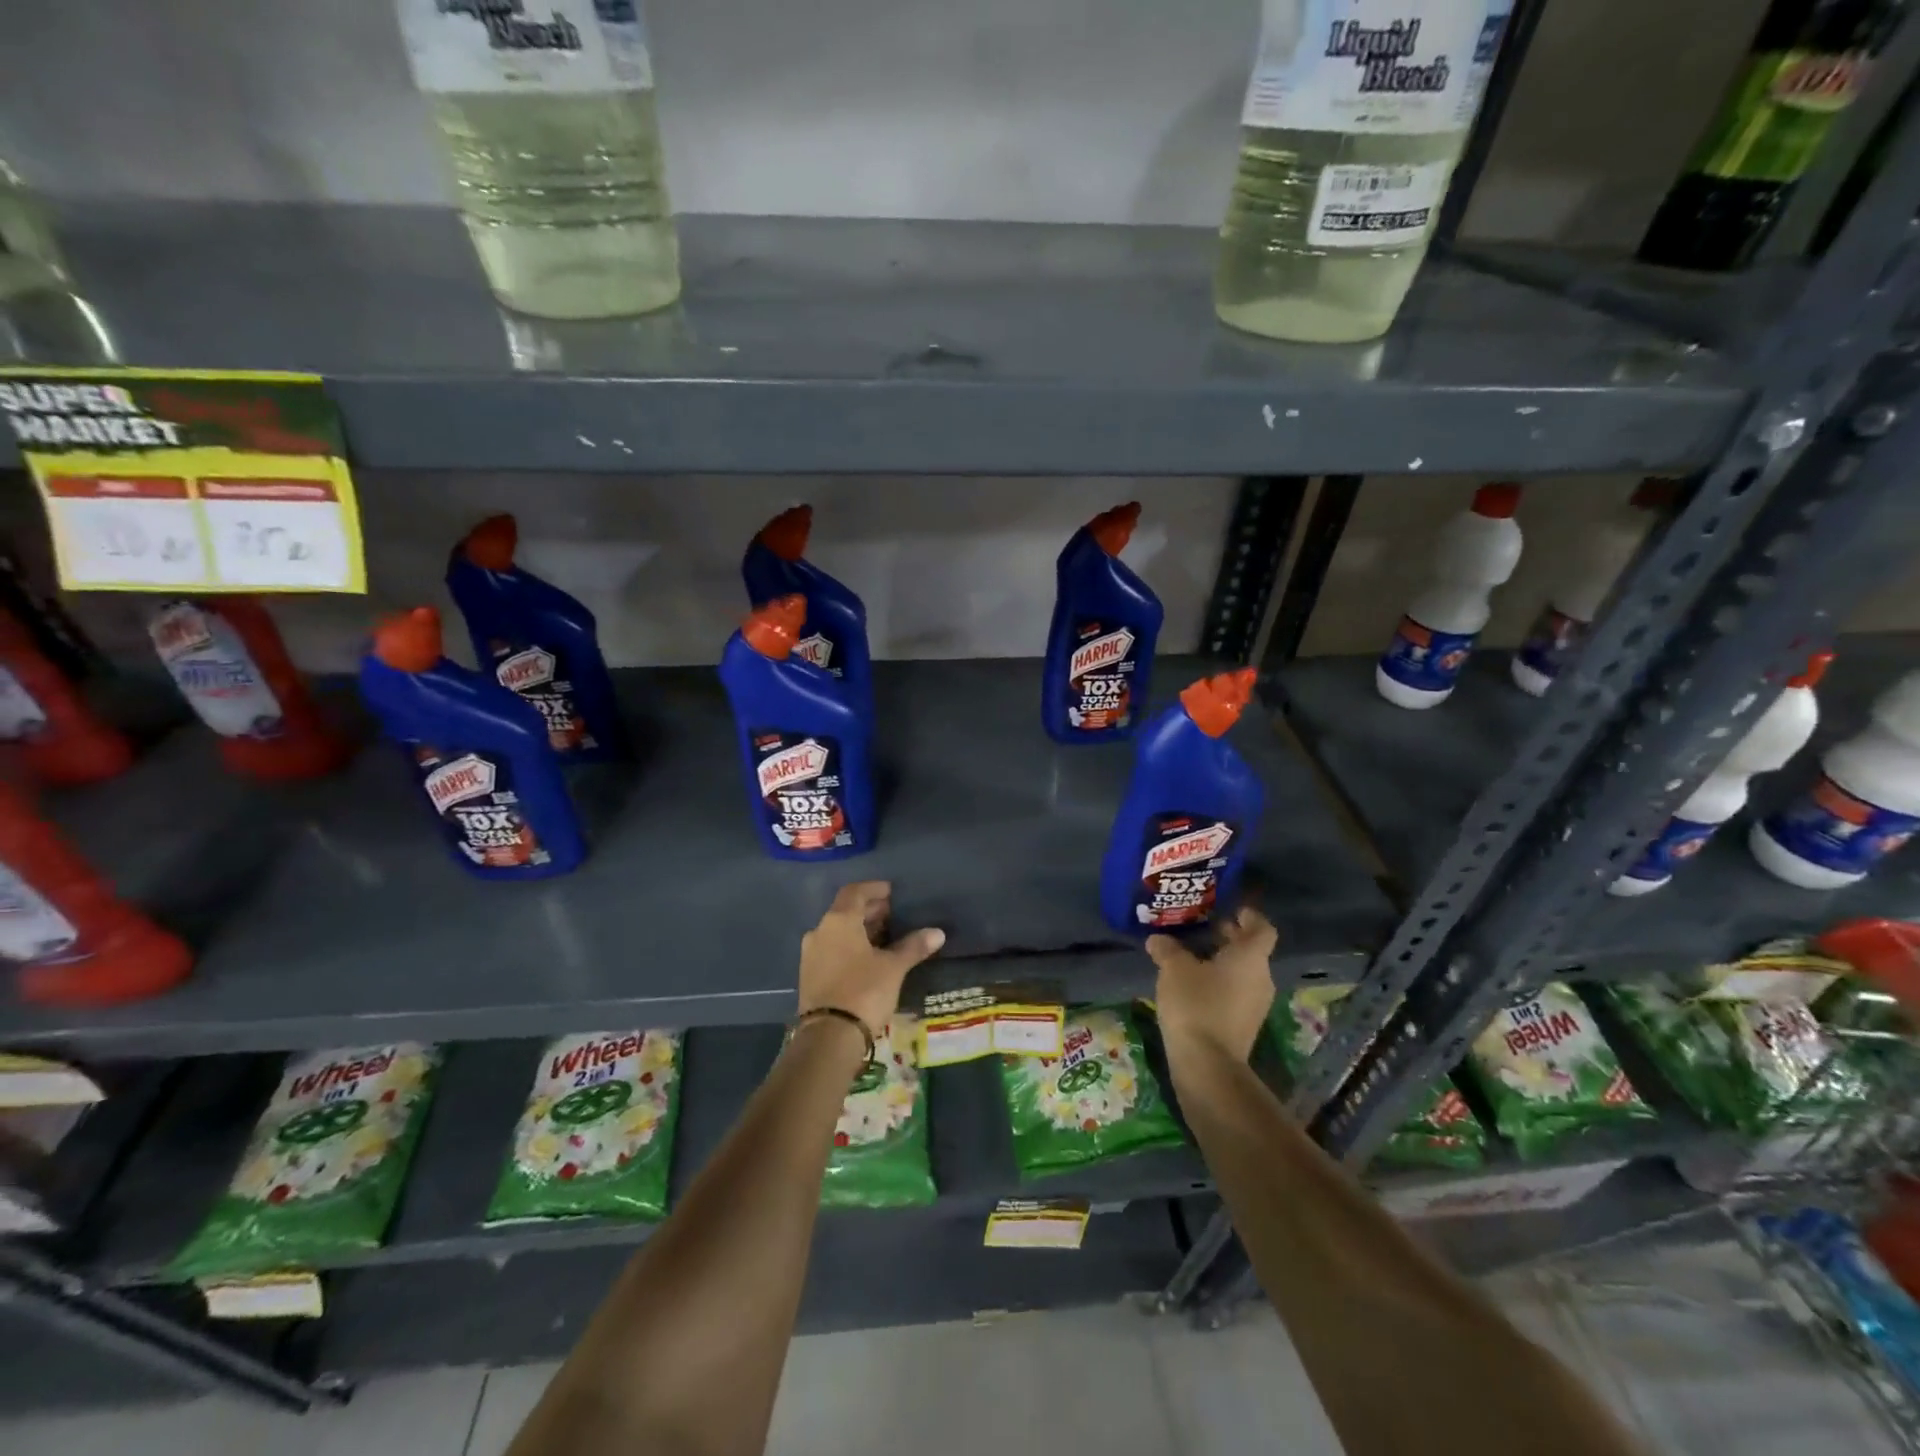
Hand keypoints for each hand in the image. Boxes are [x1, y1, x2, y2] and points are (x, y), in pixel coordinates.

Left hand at [798, 881, 945, 1035]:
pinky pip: (832, 950)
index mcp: (838, 921)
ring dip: (860, 930)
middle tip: (893, 915)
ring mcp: (811, 954)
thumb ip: (913, 946)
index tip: (892, 892)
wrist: (828, 1037)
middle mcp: (820, 931)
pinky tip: (868, 959)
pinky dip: (850, 947)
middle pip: (846, 911)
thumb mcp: (893, 968)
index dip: (874, 889)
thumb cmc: (863, 991)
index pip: (855, 891)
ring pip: (838, 932)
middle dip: (870, 911)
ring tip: (885, 937)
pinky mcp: (809, 975)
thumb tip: (938, 933)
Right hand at [1147, 907, 1278, 1065]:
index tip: (1233, 910)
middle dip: (1231, 938)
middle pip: (1253, 951)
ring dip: (1224, 962)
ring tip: (1194, 956)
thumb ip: (1167, 949)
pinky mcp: (1245, 1025)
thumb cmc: (1196, 1004)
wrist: (1208, 1064)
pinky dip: (1221, 983)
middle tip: (1206, 928)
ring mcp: (1256, 1004)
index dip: (1250, 916)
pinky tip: (1194, 985)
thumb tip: (1158, 939)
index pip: (1263, 929)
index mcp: (1251, 958)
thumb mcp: (1174, 969)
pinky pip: (1236, 993)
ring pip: (1244, 973)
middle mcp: (1261, 978)